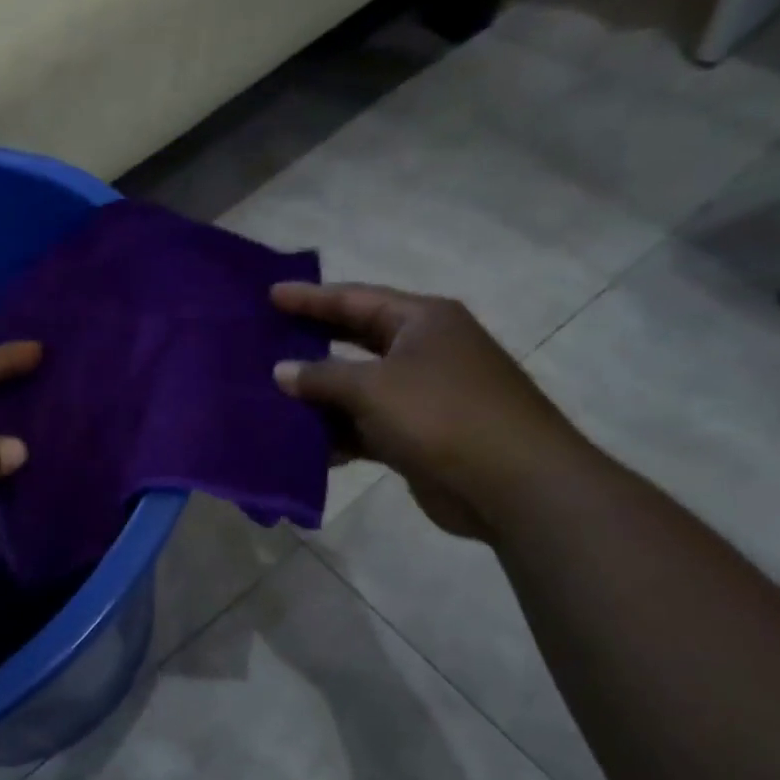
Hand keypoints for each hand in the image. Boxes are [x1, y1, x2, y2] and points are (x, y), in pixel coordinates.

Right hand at [271, 282, 598, 538]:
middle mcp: (423, 351)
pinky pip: (365, 426)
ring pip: (357, 388)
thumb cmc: (442, 415)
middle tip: (265, 341)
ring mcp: (422, 395)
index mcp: (421, 321)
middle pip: (355, 340)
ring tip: (269, 396)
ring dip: (319, 396)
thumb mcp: (373, 387)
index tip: (270, 295)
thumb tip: (281, 371)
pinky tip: (302, 445)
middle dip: (311, 343)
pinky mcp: (418, 436)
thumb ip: (321, 376)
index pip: (355, 299)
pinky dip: (337, 433)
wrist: (514, 484)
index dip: (310, 297)